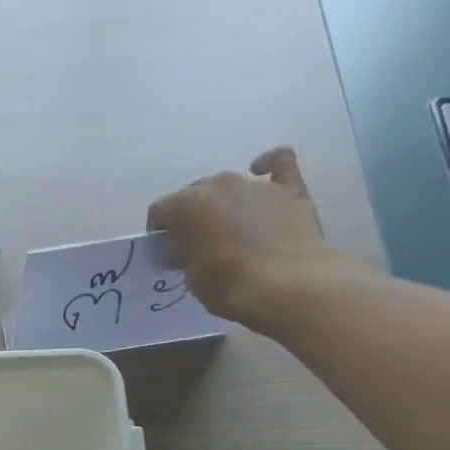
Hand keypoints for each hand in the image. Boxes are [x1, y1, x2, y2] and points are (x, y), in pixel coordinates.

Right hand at [147, 147, 328, 322]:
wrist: (287, 285)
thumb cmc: (229, 286)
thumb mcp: (192, 278)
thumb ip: (185, 255)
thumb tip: (187, 249)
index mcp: (188, 205)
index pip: (160, 210)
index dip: (159, 232)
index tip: (165, 252)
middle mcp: (219, 185)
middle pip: (194, 194)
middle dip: (191, 216)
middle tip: (197, 244)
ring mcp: (256, 184)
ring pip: (229, 185)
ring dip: (224, 203)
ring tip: (230, 228)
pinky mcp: (290, 189)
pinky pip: (279, 163)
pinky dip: (269, 165)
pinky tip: (263, 171)